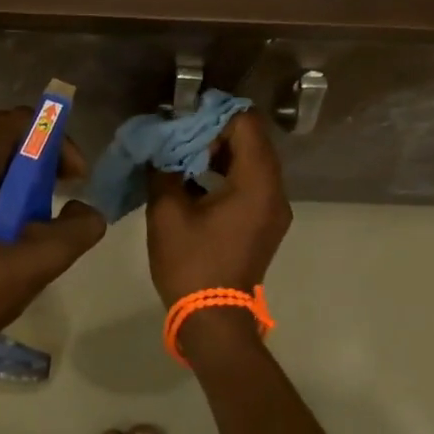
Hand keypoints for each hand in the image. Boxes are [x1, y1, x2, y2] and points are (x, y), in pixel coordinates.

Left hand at [0, 108, 107, 358]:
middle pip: (2, 134)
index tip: (75, 174)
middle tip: (69, 184)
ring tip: (49, 204)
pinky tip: (23, 219)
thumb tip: (91, 212)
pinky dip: (6, 184)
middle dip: (42, 152)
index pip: (14, 121)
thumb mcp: (39, 259)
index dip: (53, 138)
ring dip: (26, 171)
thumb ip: (77, 229)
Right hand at [146, 111, 291, 308]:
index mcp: (256, 184)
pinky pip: (251, 182)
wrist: (213, 319)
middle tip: (178, 134)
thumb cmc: (191, 263)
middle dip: (215, 131)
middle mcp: (274, 191)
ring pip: (252, 161)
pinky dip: (226, 172)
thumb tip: (159, 147)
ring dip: (219, 151)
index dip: (215, 114)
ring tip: (182, 155)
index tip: (183, 118)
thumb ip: (164, 169)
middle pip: (252, 140)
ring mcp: (273, 209)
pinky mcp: (264, 223)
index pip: (246, 125)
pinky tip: (194, 179)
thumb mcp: (167, 212)